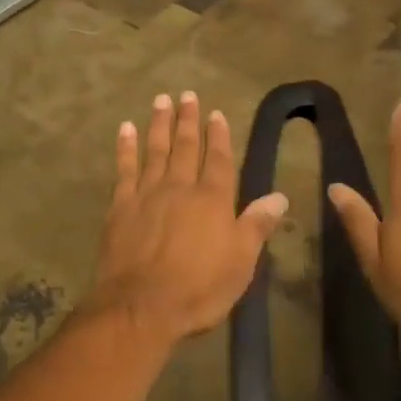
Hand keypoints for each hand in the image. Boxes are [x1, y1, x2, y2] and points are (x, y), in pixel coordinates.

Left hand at [89, 91, 288, 345]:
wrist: (141, 306)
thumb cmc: (198, 289)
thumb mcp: (240, 263)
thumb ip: (256, 225)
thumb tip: (280, 196)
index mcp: (212, 200)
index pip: (219, 159)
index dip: (219, 135)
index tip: (216, 113)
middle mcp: (181, 187)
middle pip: (186, 147)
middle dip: (188, 120)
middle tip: (186, 94)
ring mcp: (147, 193)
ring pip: (155, 150)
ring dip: (159, 124)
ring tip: (161, 100)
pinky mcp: (121, 206)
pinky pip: (124, 169)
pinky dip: (125, 147)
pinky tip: (125, 128)